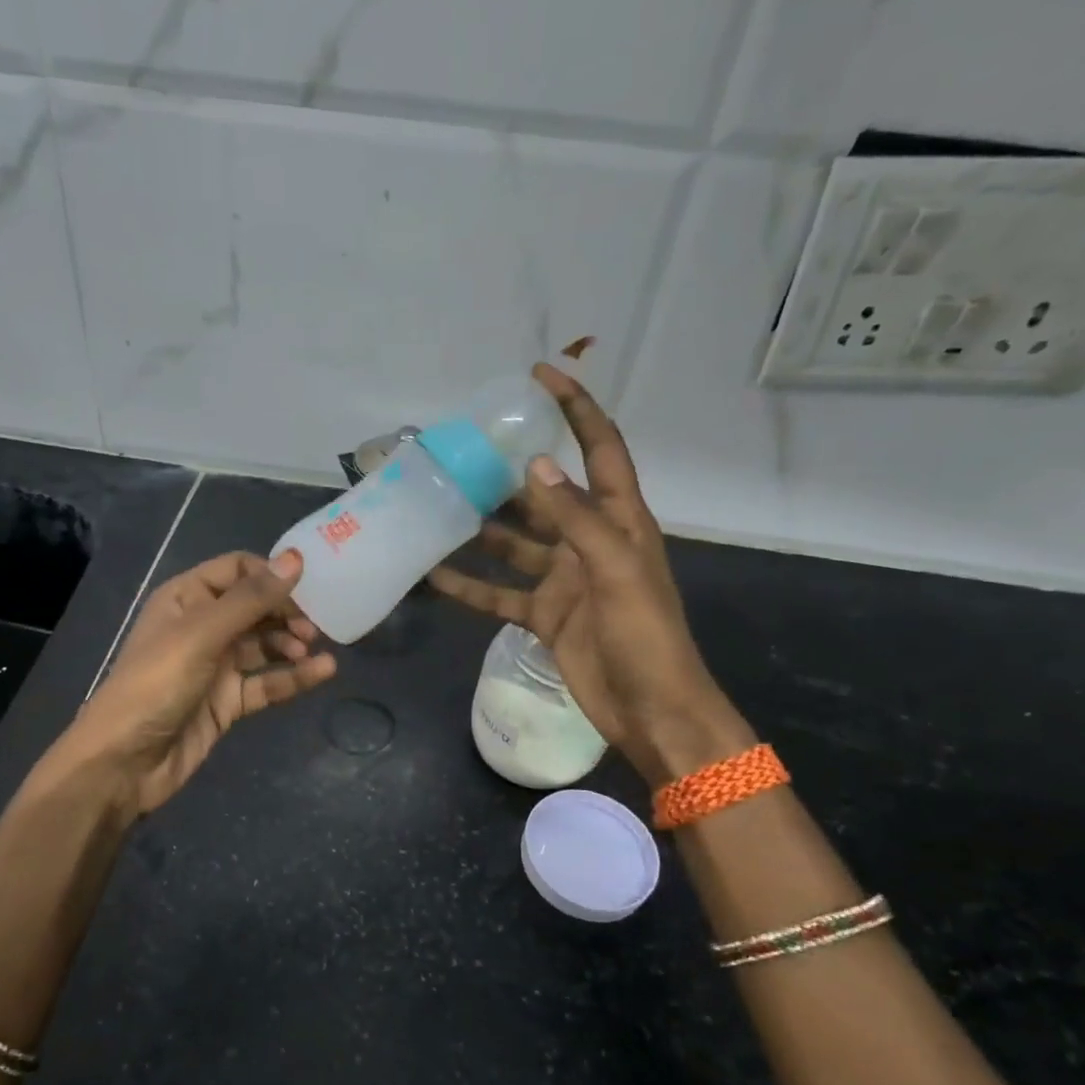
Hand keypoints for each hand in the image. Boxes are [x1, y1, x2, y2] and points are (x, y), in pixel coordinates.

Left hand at [51, 549, 336, 815]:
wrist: (124, 762)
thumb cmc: (156, 684)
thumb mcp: (202, 634)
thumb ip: (251, 599)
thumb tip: (295, 559)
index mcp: (186, 598)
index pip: (237, 570)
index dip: (271, 574)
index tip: (308, 586)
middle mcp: (203, 626)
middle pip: (255, 607)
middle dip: (286, 612)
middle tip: (314, 627)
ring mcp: (216, 666)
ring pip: (264, 645)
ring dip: (291, 644)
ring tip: (312, 650)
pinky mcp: (228, 701)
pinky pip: (267, 682)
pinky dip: (293, 677)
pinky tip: (322, 672)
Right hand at [429, 362, 751, 784]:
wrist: (650, 709)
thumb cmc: (645, 635)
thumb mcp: (616, 568)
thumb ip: (576, 517)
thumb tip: (535, 465)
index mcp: (620, 519)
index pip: (599, 448)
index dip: (575, 408)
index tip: (540, 375)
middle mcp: (589, 541)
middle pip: (546, 493)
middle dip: (509, 471)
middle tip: (461, 450)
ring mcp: (564, 579)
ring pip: (515, 542)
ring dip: (481, 527)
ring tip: (438, 504)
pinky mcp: (544, 615)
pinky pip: (500, 593)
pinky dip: (470, 585)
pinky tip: (434, 574)